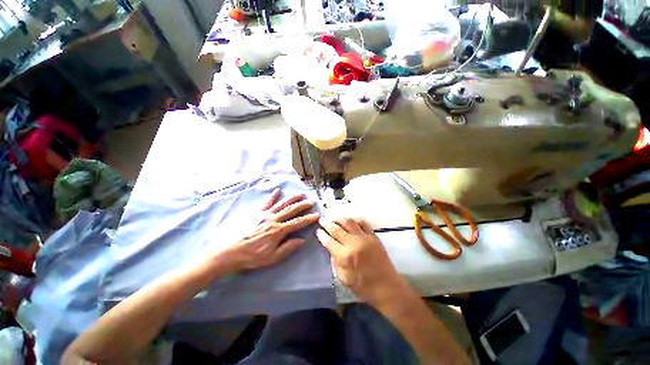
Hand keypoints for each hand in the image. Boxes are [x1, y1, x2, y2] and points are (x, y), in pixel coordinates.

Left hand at [218, 188, 319, 271]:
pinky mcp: (257, 213)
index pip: (297, 222)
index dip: (308, 219)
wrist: (231, 252)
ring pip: (282, 204)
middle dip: (303, 205)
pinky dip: (273, 196)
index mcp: (278, 230)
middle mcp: (273, 219)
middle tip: (311, 201)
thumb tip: (302, 240)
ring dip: (292, 199)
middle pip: (291, 210)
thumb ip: (288, 248)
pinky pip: (267, 203)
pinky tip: (278, 190)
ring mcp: (265, 215)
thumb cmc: (252, 256)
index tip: (317, 215)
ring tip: (301, 194)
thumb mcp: (272, 257)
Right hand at [317, 216, 405, 305]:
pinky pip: (363, 223)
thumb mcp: (344, 278)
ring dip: (339, 217)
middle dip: (327, 223)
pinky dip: (355, 219)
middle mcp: (353, 243)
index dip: (322, 235)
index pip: (329, 241)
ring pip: (349, 222)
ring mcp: (364, 238)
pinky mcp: (373, 236)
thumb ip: (335, 262)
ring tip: (333, 215)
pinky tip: (350, 218)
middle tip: (322, 219)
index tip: (318, 230)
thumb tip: (331, 249)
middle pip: (337, 229)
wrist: (387, 286)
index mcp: (345, 256)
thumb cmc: (364, 286)